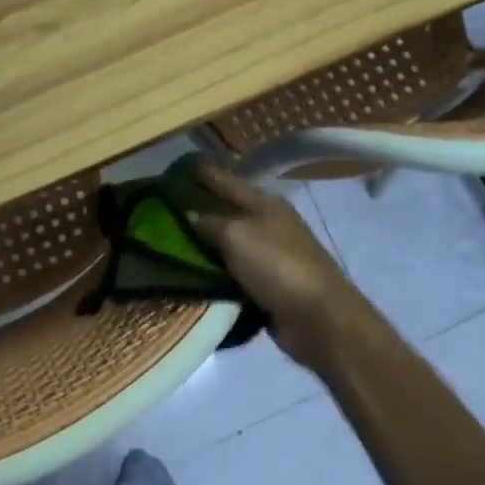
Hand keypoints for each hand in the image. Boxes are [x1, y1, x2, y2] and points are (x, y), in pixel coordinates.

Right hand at [189, 165, 372, 370]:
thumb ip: (210, 223)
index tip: (184, 167)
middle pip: (231, 213)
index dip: (208, 175)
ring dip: (208, 245)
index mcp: (266, 205)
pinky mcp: (270, 286)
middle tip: (168, 209)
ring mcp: (272, 257)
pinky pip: (234, 274)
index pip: (230, 183)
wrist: (316, 316)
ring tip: (173, 244)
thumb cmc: (277, 267)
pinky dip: (217, 274)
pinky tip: (194, 275)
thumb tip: (189, 216)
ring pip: (231, 245)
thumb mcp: (236, 236)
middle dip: (203, 210)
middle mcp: (271, 226)